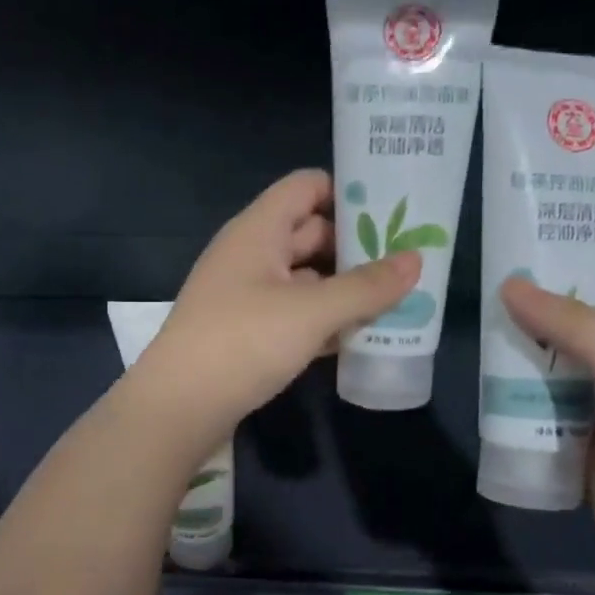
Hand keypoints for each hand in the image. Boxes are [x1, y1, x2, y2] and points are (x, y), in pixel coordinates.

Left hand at [136, 170, 419, 433]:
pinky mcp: (247, 333)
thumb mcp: (311, 312)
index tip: (394, 208)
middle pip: (310, 233)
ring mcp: (246, 296)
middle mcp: (250, 255)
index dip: (348, 191)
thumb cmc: (243, 342)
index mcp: (258, 231)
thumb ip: (365, 287)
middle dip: (356, 246)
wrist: (178, 407)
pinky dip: (324, 321)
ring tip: (397, 300)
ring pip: (305, 279)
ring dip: (344, 289)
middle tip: (408, 260)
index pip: (306, 187)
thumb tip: (416, 260)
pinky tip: (360, 337)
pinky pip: (294, 314)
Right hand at [500, 251, 594, 594]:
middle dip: (536, 304)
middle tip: (479, 285)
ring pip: (557, 365)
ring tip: (473, 333)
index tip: (521, 239)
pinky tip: (484, 389)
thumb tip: (510, 285)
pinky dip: (519, 400)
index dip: (579, 250)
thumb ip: (570, 324)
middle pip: (581, 318)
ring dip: (522, 354)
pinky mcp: (586, 443)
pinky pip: (546, 410)